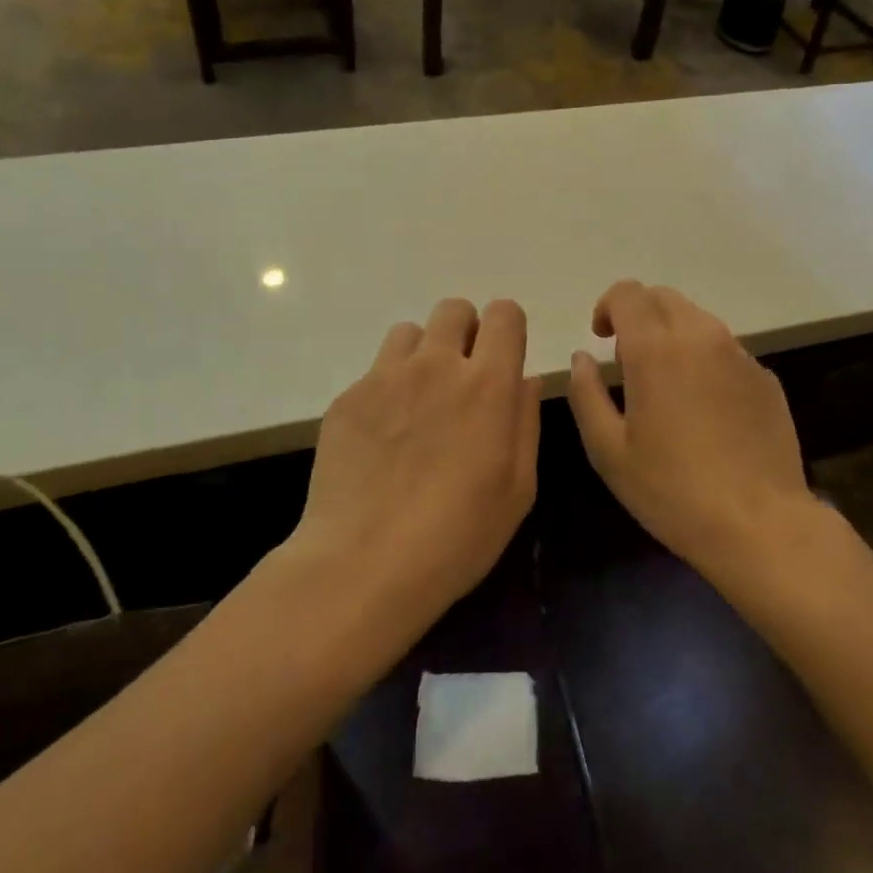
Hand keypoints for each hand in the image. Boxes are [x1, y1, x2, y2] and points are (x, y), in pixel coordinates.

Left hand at [289, 298, 540, 617]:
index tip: (503, 358)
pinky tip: (383, 438)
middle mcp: (436, 365)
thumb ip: (525, 422)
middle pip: (454, 309)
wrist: (364, 564)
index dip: (508, 329)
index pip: (504, 314)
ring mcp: (385, 377)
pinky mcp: (348, 398)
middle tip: (462, 380)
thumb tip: (524, 379)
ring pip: (410, 332)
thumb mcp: (518, 488)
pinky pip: (375, 371)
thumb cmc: (458, 535)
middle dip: (465, 332)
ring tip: (419, 402)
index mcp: (487, 383)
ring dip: (423, 355)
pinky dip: (387, 389)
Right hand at [566, 281, 819, 583]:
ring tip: (666, 385)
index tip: (600, 338)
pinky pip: (725, 350)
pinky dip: (704, 360)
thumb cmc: (672, 490)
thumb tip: (581, 358)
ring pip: (697, 320)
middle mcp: (700, 336)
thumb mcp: (608, 450)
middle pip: (663, 297)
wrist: (759, 524)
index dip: (607, 306)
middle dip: (639, 315)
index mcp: (655, 348)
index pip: (628, 293)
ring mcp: (739, 354)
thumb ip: (586, 394)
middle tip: (628, 361)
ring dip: (672, 335)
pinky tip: (705, 409)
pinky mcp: (765, 377)